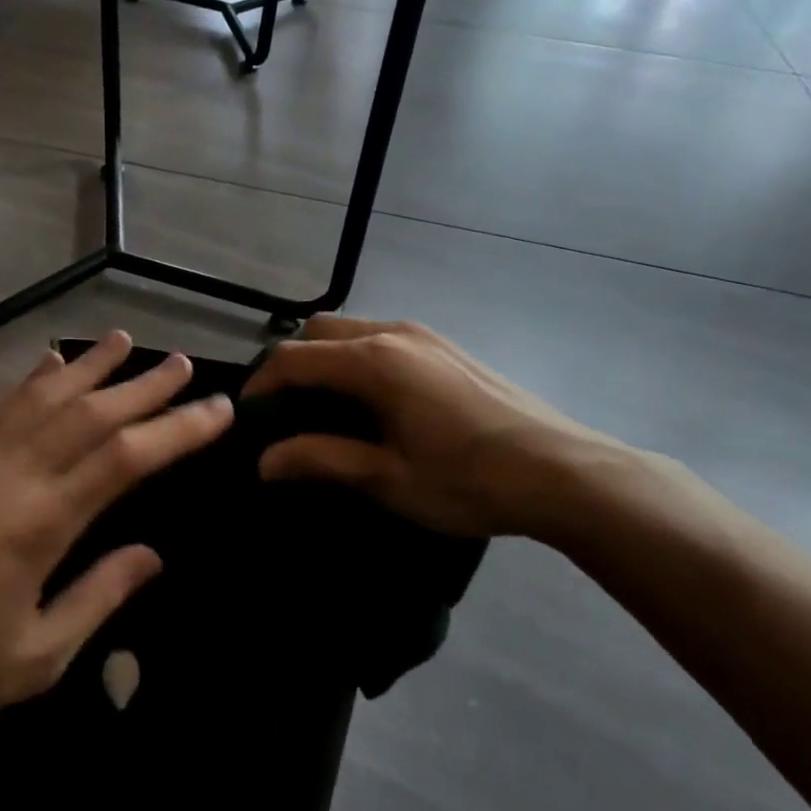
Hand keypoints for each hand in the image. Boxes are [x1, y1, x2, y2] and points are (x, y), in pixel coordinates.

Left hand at [0, 332, 232, 735]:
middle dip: (143, 386)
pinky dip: (32, 382)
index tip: (216, 409)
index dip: (176, 429)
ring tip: (124, 340)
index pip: (125, 458)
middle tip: (183, 363)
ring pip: (42, 398)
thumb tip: (152, 553)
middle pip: (90, 413)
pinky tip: (50, 363)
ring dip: (89, 366)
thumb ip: (100, 595)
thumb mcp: (39, 654)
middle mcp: (10, 475)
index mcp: (40, 522)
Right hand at [243, 316, 632, 541]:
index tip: (246, 414)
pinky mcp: (447, 346)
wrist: (564, 471)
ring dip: (327, 358)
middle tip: (285, 408)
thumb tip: (264, 461)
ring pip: (353, 330)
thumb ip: (321, 459)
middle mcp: (393, 333)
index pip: (294, 358)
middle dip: (292, 363)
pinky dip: (359, 357)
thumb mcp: (387, 478)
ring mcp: (425, 335)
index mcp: (373, 361)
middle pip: (320, 331)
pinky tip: (374, 400)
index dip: (262, 383)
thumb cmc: (468, 480)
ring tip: (325, 406)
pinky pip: (384, 337)